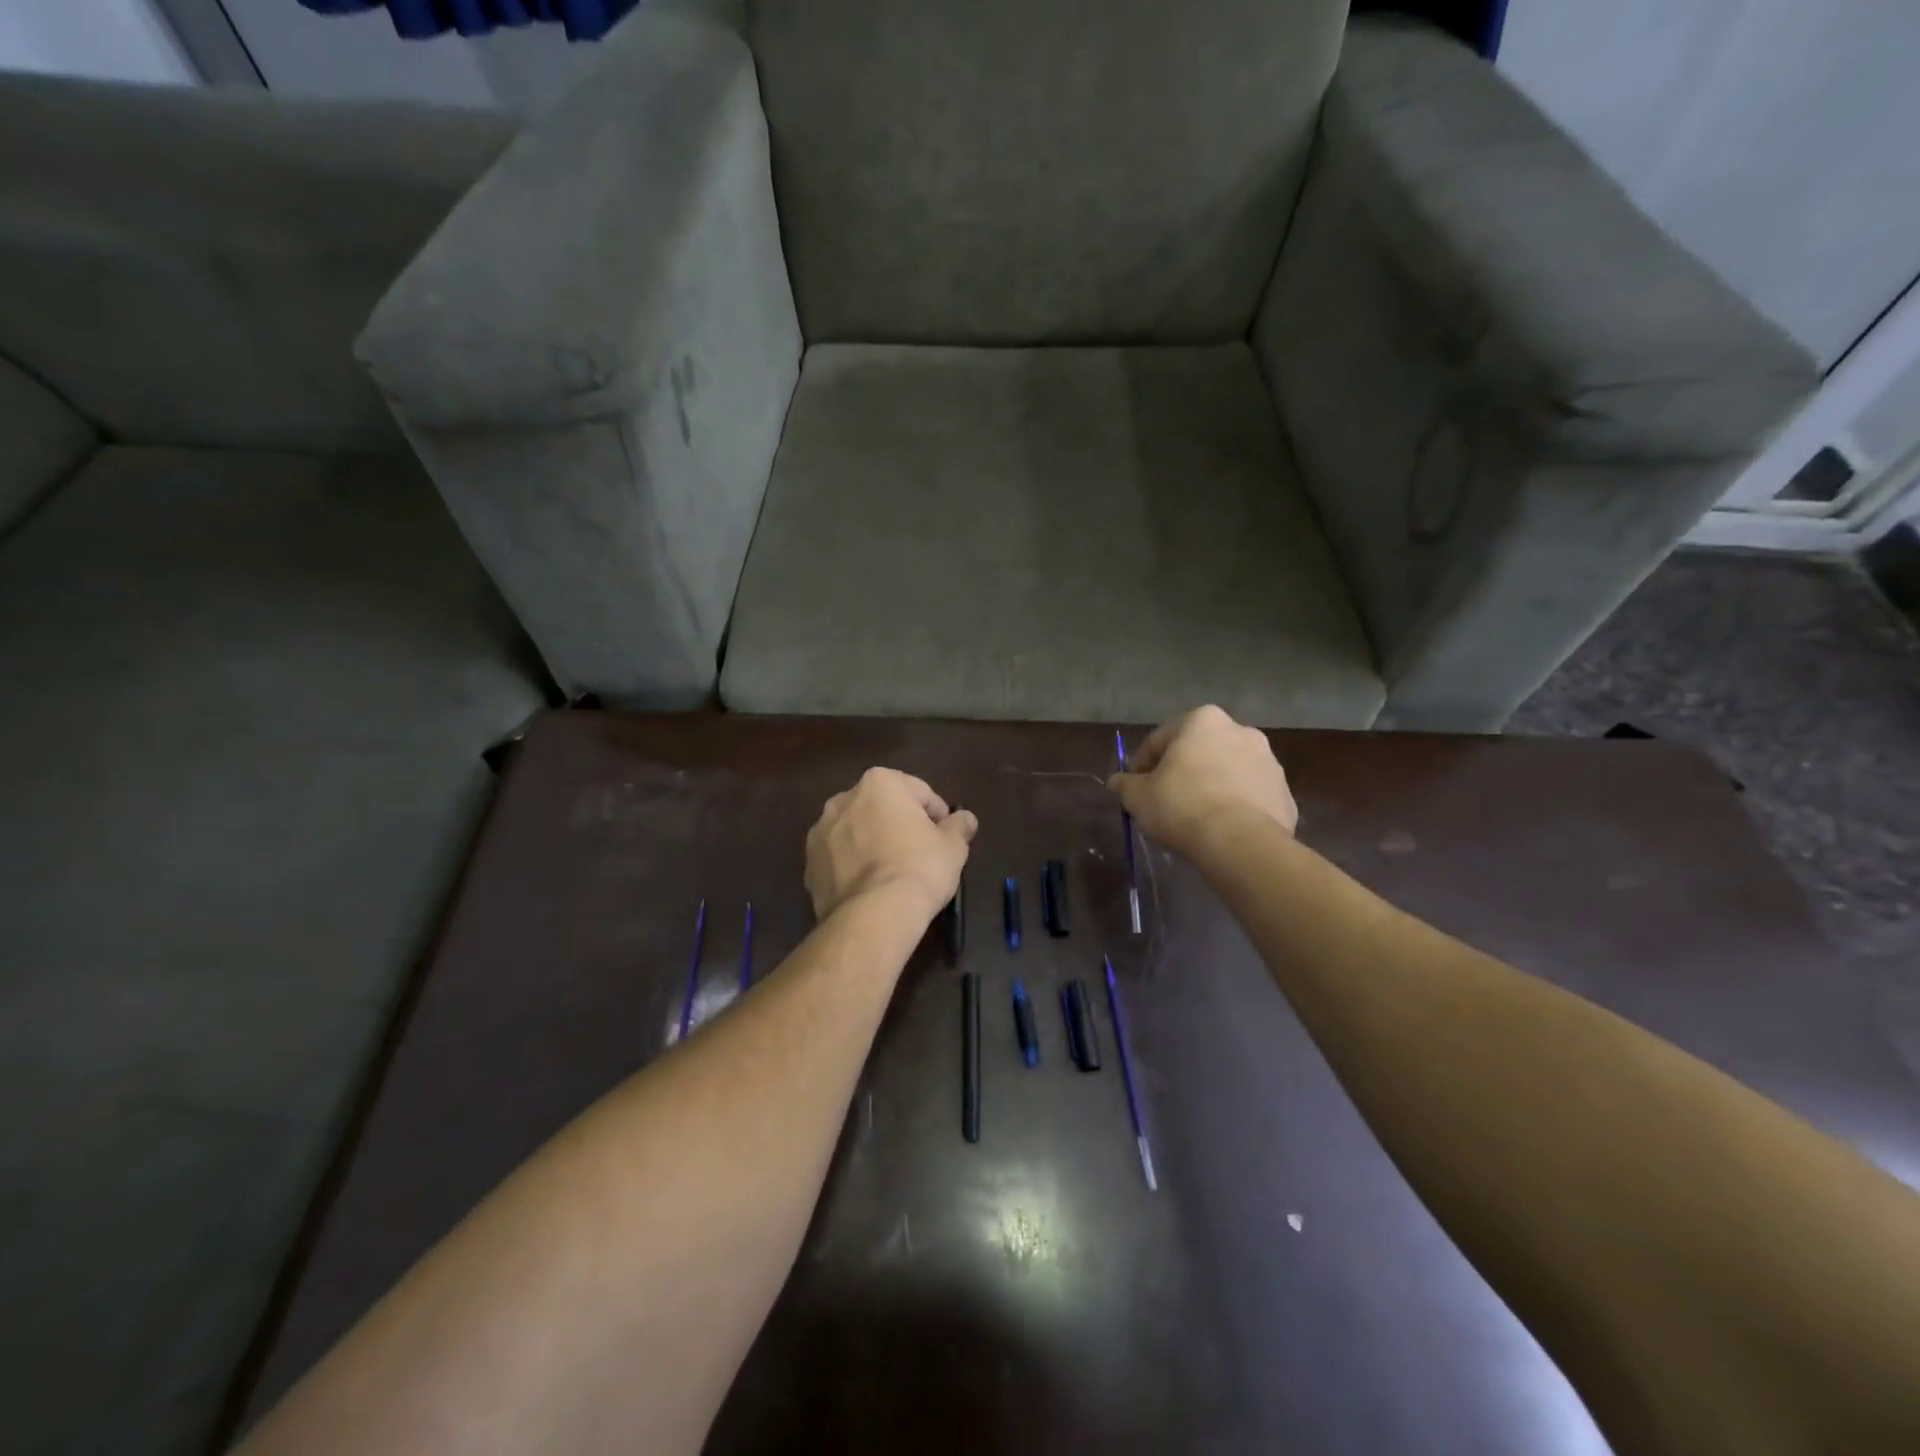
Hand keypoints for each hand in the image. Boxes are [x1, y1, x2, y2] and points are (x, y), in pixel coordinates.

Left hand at [805, 769, 977, 922]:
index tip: (945, 837)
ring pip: (855, 832)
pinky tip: (870, 888)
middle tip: (919, 852)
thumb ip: (959, 826)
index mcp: (879, 783)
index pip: (918, 791)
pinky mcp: (809, 866)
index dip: (937, 814)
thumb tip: (965, 819)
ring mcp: (820, 833)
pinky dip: (852, 866)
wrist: (874, 915)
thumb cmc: (919, 867)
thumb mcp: (953, 846)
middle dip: (898, 824)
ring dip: (872, 843)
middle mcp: (843, 799)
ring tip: (891, 872)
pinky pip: (839, 859)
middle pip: (881, 807)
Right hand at [1107, 705, 1297, 854]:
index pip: (1160, 739)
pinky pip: (1251, 798)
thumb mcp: (1137, 796)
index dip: (1142, 765)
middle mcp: (1241, 731)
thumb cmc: (1181, 806)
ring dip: (1212, 787)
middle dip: (1182, 772)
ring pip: (1228, 773)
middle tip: (1165, 801)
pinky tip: (1221, 830)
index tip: (1135, 788)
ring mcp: (1270, 763)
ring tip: (1195, 819)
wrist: (1239, 843)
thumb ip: (1124, 784)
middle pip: (1199, 752)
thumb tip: (1117, 782)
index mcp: (1202, 720)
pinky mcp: (1285, 794)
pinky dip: (1236, 808)